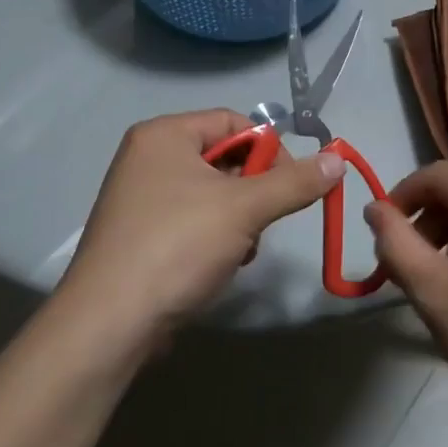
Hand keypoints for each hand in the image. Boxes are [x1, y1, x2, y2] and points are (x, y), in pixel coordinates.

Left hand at [59, 110, 343, 345]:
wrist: (109, 325)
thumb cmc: (177, 247)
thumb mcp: (245, 209)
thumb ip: (294, 182)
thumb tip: (338, 158)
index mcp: (164, 135)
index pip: (233, 122)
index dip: (268, 149)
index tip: (291, 184)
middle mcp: (147, 158)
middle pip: (223, 158)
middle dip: (253, 190)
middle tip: (265, 221)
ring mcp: (140, 198)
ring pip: (212, 194)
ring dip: (239, 219)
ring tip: (242, 249)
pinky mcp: (140, 236)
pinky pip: (192, 220)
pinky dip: (215, 237)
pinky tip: (222, 265)